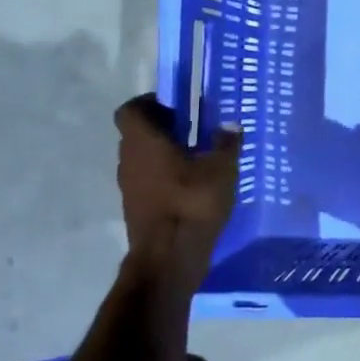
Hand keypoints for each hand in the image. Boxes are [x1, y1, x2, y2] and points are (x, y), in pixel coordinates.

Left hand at [115, 94, 240, 286]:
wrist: (168, 258)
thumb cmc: (192, 203)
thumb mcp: (222, 169)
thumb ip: (226, 143)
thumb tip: (230, 124)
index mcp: (144, 142)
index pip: (131, 110)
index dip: (150, 103)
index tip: (177, 106)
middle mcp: (129, 160)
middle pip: (138, 134)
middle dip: (163, 128)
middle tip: (194, 130)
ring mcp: (129, 187)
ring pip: (143, 159)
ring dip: (164, 154)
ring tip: (198, 159)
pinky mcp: (136, 208)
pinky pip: (148, 182)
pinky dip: (165, 177)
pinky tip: (193, 186)